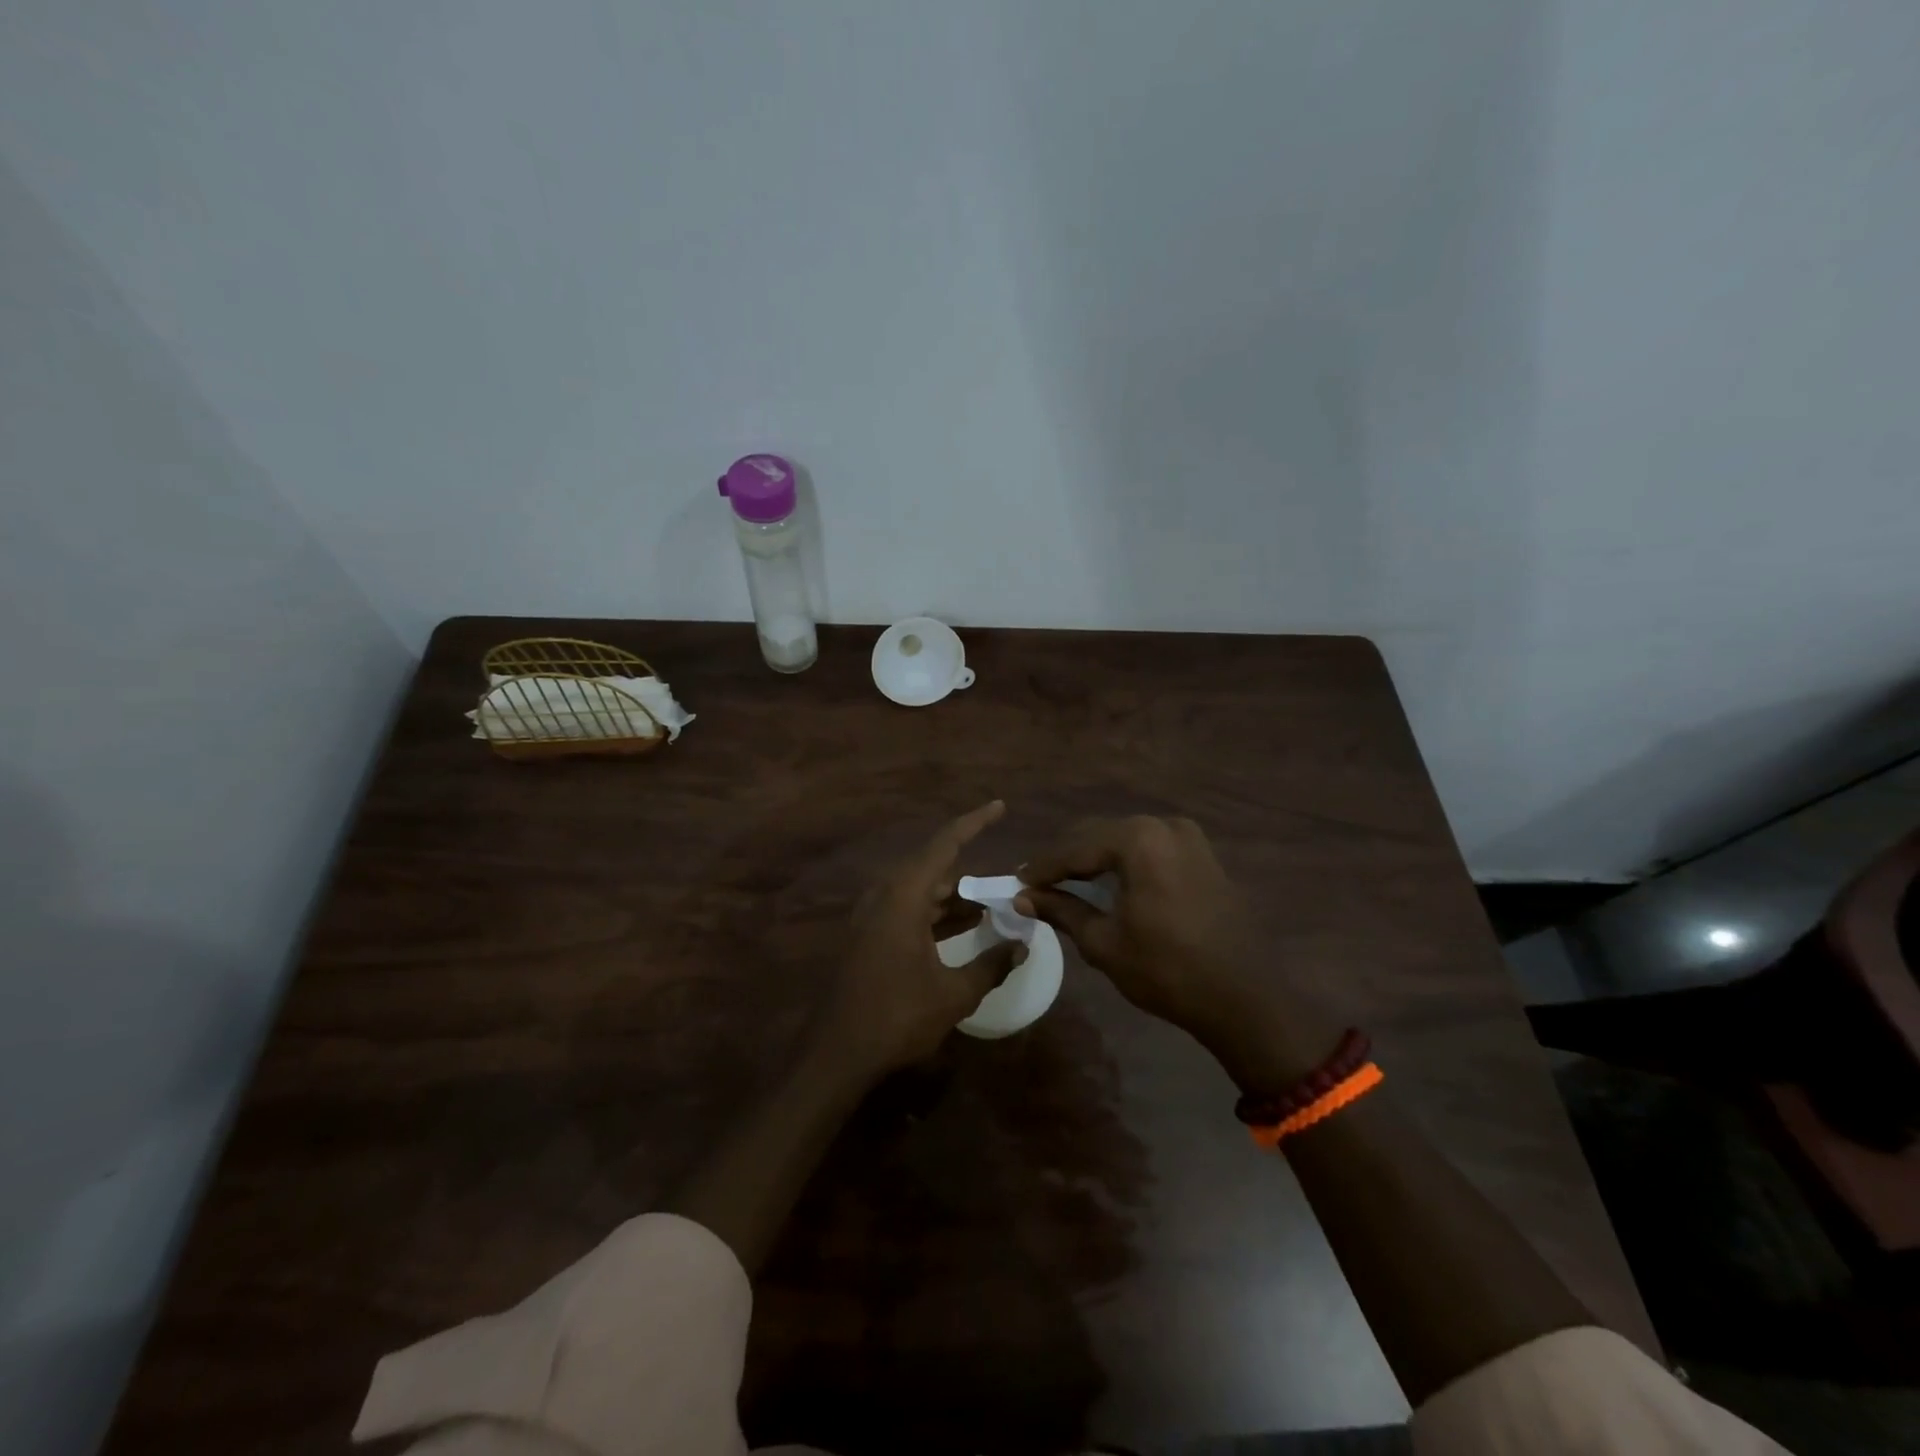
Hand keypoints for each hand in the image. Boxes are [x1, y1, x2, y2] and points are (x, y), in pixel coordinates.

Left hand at [817, 801, 1023, 1078]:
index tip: (999, 806)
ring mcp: (872, 915)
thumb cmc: (897, 1017)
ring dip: (953, 898)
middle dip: (971, 877)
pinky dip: (935, 914)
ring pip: (920, 891)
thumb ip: (992, 964)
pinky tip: (959, 930)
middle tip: (1005, 887)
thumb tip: (1022, 945)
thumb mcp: (954, 994)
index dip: (974, 822)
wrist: (836, 1054)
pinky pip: (907, 910)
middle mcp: (885, 895)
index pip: (945, 844)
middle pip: (934, 869)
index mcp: (904, 896)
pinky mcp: (867, 935)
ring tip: (990, 909)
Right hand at [1015, 815, 1287, 1056]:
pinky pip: (1151, 849)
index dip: (1043, 867)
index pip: (1075, 848)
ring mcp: (1189, 838)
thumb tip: (1023, 898)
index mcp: (1139, 840)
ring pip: (1125, 841)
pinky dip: (1125, 863)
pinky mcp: (1203, 855)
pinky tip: (1108, 884)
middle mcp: (1164, 826)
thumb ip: (1062, 911)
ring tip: (1067, 884)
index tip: (1017, 881)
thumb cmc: (1167, 971)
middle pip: (1100, 836)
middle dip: (1068, 859)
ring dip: (1095, 860)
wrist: (1244, 998)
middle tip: (1037, 883)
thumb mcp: (1104, 942)